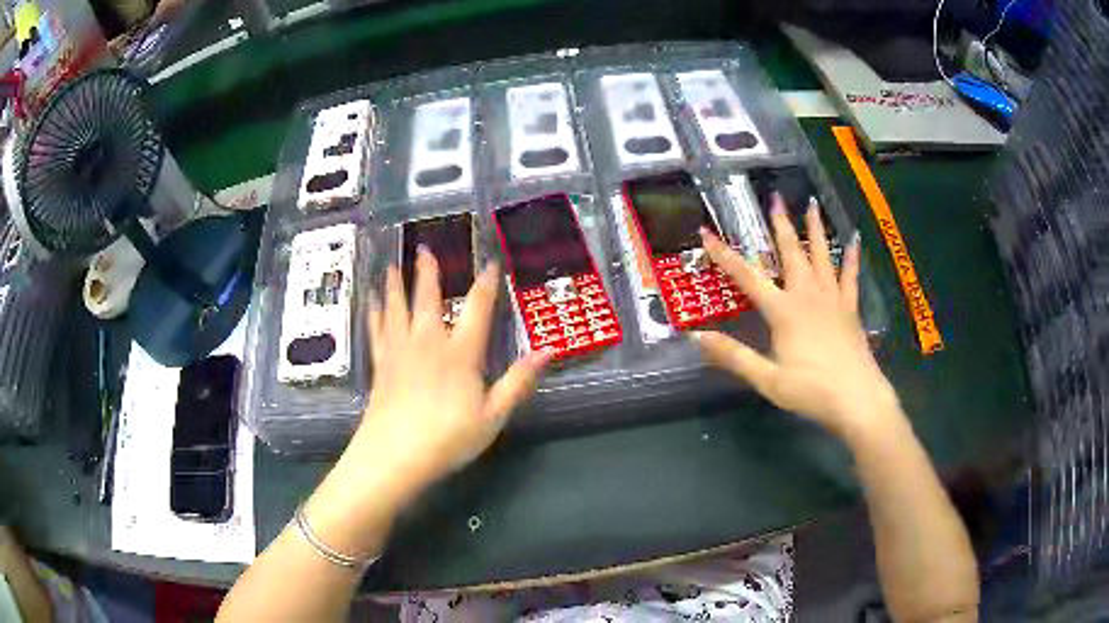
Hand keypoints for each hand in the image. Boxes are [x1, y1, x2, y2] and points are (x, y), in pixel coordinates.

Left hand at [352, 249, 549, 494]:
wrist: (395, 455)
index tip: (490, 263)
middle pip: (428, 298)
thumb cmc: (448, 437)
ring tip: (392, 265)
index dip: (486, 284)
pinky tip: (371, 301)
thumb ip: (518, 382)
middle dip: (428, 272)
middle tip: (425, 248)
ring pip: (397, 307)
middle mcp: (428, 341)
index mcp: (460, 352)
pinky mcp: (381, 364)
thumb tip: (547, 351)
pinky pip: (377, 329)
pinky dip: (374, 311)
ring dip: (396, 284)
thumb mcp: (493, 415)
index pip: (477, 308)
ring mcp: (400, 350)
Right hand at [693, 196, 899, 443]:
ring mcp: (832, 299)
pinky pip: (850, 276)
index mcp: (783, 311)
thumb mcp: (767, 379)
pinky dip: (852, 256)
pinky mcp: (850, 308)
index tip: (707, 232)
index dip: (725, 255)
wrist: (857, 399)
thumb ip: (733, 356)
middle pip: (791, 253)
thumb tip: (695, 337)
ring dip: (814, 228)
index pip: (747, 277)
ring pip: (821, 255)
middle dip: (780, 225)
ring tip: (810, 204)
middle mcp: (807, 295)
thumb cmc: (811, 391)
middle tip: (774, 198)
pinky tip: (855, 238)